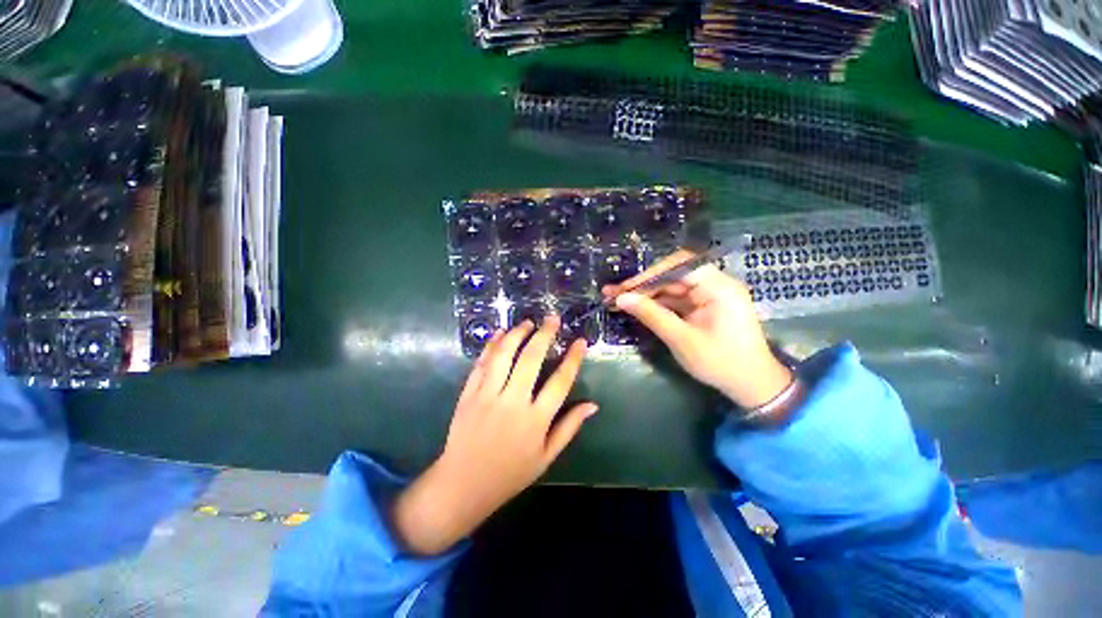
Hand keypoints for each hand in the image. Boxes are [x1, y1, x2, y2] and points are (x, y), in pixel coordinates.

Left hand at [392, 316, 596, 554]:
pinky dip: (491, 345)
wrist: (463, 484)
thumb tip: (593, 405)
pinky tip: (500, 333)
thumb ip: (569, 427)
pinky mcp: (469, 394)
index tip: (580, 341)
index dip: (573, 359)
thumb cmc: (510, 473)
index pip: (560, 382)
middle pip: (531, 359)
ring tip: (528, 323)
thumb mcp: (546, 456)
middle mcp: (513, 402)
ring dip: (517, 334)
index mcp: (536, 420)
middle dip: (544, 334)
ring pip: (504, 355)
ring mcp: (487, 395)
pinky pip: (481, 364)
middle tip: (552, 318)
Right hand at [603, 249, 791, 408]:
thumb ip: (651, 315)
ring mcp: (709, 296)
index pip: (678, 266)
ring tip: (618, 300)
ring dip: (646, 294)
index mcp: (718, 287)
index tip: (625, 288)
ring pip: (671, 288)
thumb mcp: (682, 339)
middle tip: (614, 294)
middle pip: (672, 276)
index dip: (648, 274)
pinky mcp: (704, 307)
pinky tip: (637, 307)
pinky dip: (657, 304)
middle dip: (642, 285)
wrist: (752, 386)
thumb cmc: (720, 363)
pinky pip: (676, 300)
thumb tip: (622, 298)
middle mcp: (715, 285)